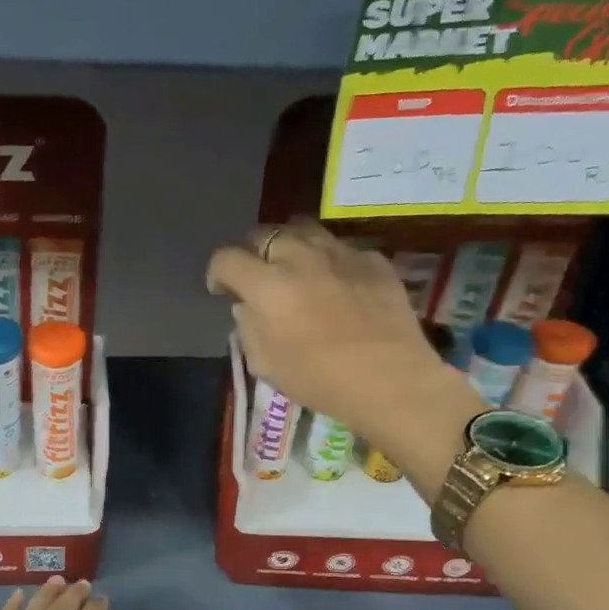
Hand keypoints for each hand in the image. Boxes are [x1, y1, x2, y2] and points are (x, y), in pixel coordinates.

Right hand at [206, 218, 480, 460]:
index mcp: (267, 286)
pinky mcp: (372, 259)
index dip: (217, 273)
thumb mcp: (265, 364)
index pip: (226, 258)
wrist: (390, 380)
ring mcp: (339, 253)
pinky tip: (333, 282)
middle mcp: (300, 258)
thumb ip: (248, 327)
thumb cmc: (319, 380)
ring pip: (301, 229)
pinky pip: (339, 247)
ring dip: (288, 245)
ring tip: (292, 267)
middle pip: (263, 234)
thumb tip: (246, 306)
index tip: (222, 290)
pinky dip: (327, 259)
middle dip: (251, 252)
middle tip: (256, 276)